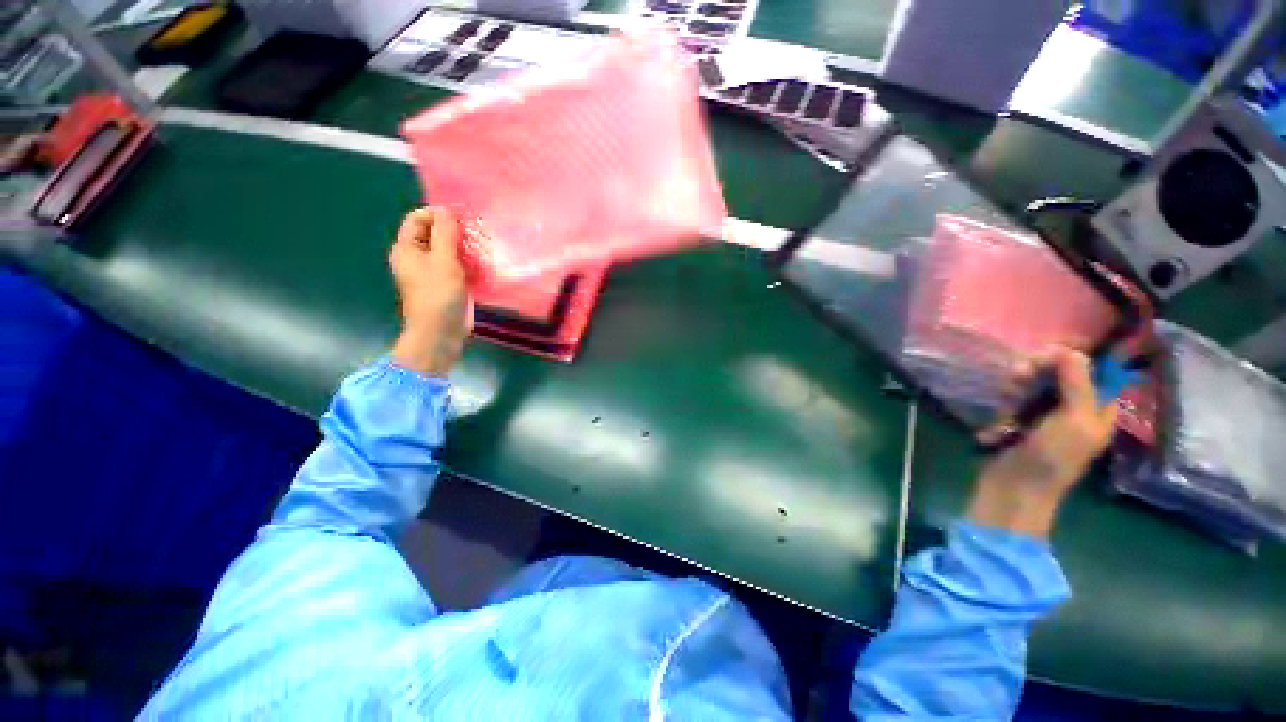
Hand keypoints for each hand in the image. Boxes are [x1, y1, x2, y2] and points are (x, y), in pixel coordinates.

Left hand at [389, 207, 472, 376]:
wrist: (441, 331)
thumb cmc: (438, 294)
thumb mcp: (443, 260)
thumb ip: (445, 233)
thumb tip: (447, 210)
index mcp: (407, 248)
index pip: (418, 218)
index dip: (438, 214)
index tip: (461, 221)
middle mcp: (417, 257)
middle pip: (435, 232)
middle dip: (455, 231)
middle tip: (475, 235)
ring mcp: (433, 271)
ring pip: (449, 249)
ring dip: (464, 247)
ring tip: (481, 249)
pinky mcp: (448, 283)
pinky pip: (457, 264)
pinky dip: (468, 261)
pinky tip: (482, 264)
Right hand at [968, 349, 1117, 536]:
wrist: (1015, 488)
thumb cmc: (1052, 457)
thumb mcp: (1073, 420)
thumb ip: (1077, 383)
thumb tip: (1071, 349)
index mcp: (1099, 409)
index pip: (1092, 370)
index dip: (1070, 359)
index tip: (1045, 357)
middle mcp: (1076, 409)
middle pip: (1060, 374)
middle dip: (1038, 371)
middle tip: (1018, 374)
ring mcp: (1047, 417)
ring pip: (1033, 386)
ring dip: (1016, 388)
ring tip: (1006, 399)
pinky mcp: (1021, 423)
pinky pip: (1014, 402)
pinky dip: (1005, 405)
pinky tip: (999, 417)